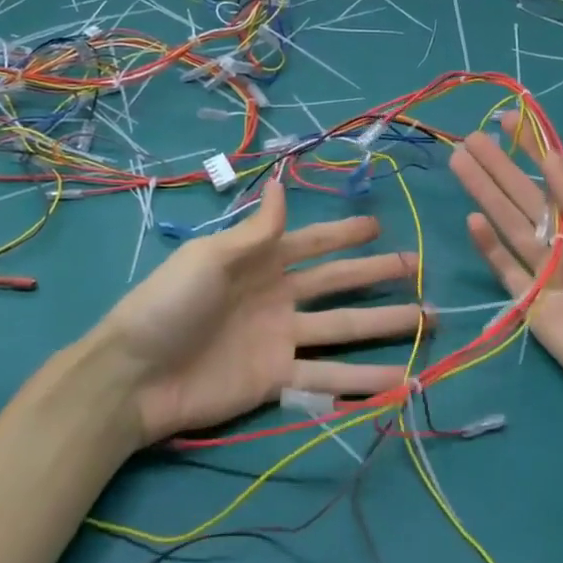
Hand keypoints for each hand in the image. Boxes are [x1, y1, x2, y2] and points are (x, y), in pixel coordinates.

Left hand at [98, 178, 429, 442]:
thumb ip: (256, 230)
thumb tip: (281, 181)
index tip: (379, 226)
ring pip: (344, 329)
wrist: (134, 376)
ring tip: (428, 323)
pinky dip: (363, 381)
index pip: (313, 243)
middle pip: (338, 284)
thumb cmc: (170, 304)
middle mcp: (278, 297)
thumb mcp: (211, 257)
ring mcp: (281, 340)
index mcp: (259, 262)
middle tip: (418, 268)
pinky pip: (328, 378)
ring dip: (385, 326)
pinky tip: (400, 380)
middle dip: (376, 275)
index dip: (344, 234)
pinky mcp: (278, 380)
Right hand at [450, 116, 562, 430]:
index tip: (510, 121)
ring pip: (510, 226)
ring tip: (461, 163)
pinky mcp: (533, 307)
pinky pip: (506, 270)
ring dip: (486, 195)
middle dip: (500, 167)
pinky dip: (489, 247)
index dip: (535, 150)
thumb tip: (553, 160)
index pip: (560, 179)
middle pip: (527, 198)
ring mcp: (550, 275)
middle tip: (470, 139)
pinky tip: (472, 220)